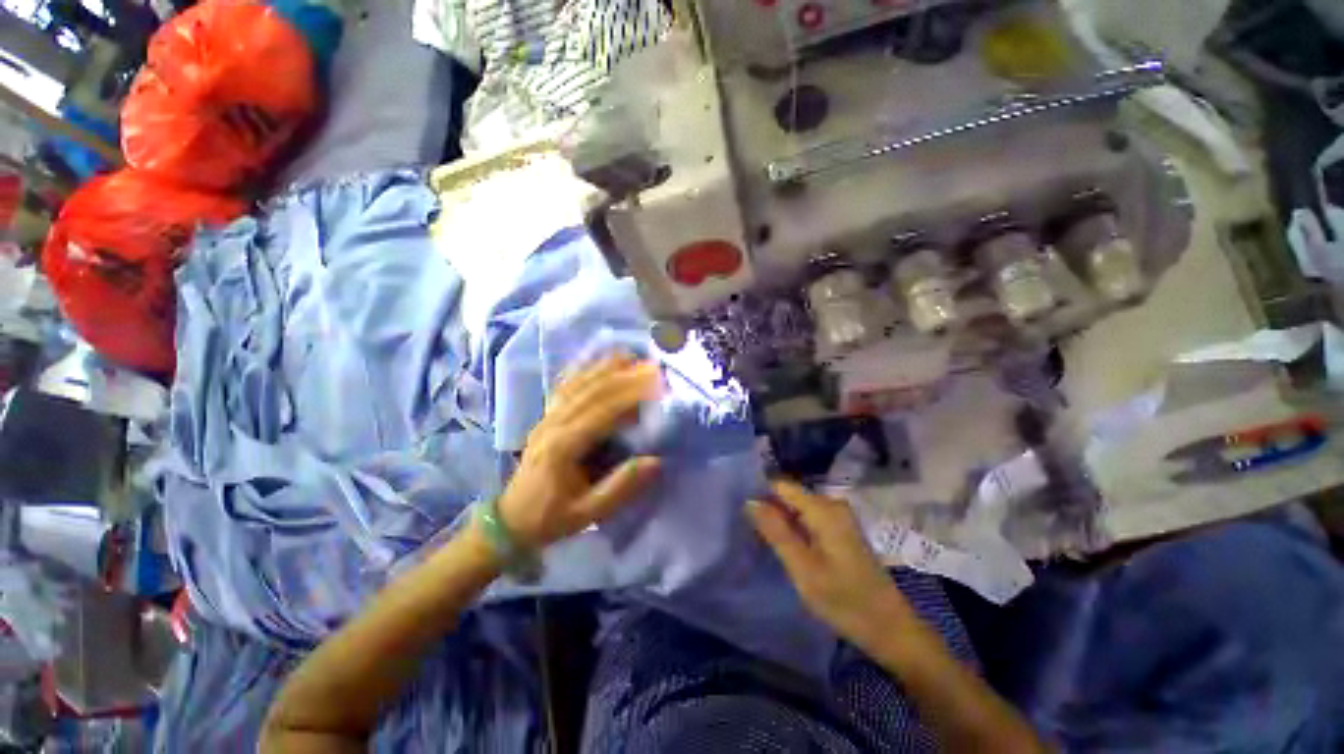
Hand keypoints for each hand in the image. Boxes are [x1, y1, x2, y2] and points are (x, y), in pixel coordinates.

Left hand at [497, 355, 662, 548]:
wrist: (510, 520)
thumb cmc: (551, 517)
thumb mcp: (588, 513)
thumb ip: (620, 488)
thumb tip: (656, 461)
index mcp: (563, 447)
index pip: (602, 411)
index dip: (630, 395)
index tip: (656, 384)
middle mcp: (553, 424)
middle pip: (591, 391)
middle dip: (623, 375)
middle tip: (651, 367)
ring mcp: (547, 417)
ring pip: (578, 383)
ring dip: (605, 367)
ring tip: (630, 355)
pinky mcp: (546, 416)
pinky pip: (565, 386)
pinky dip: (584, 370)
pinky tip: (597, 361)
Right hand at [747, 481, 913, 652]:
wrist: (891, 629)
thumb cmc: (845, 600)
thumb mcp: (803, 568)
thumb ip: (775, 532)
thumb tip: (749, 501)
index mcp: (823, 508)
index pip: (781, 485)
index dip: (759, 493)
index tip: (740, 510)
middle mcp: (832, 505)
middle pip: (789, 496)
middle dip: (769, 509)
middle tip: (748, 531)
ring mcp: (839, 517)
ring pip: (797, 509)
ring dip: (780, 521)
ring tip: (761, 539)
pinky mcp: (841, 531)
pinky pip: (809, 520)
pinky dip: (794, 529)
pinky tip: (784, 546)